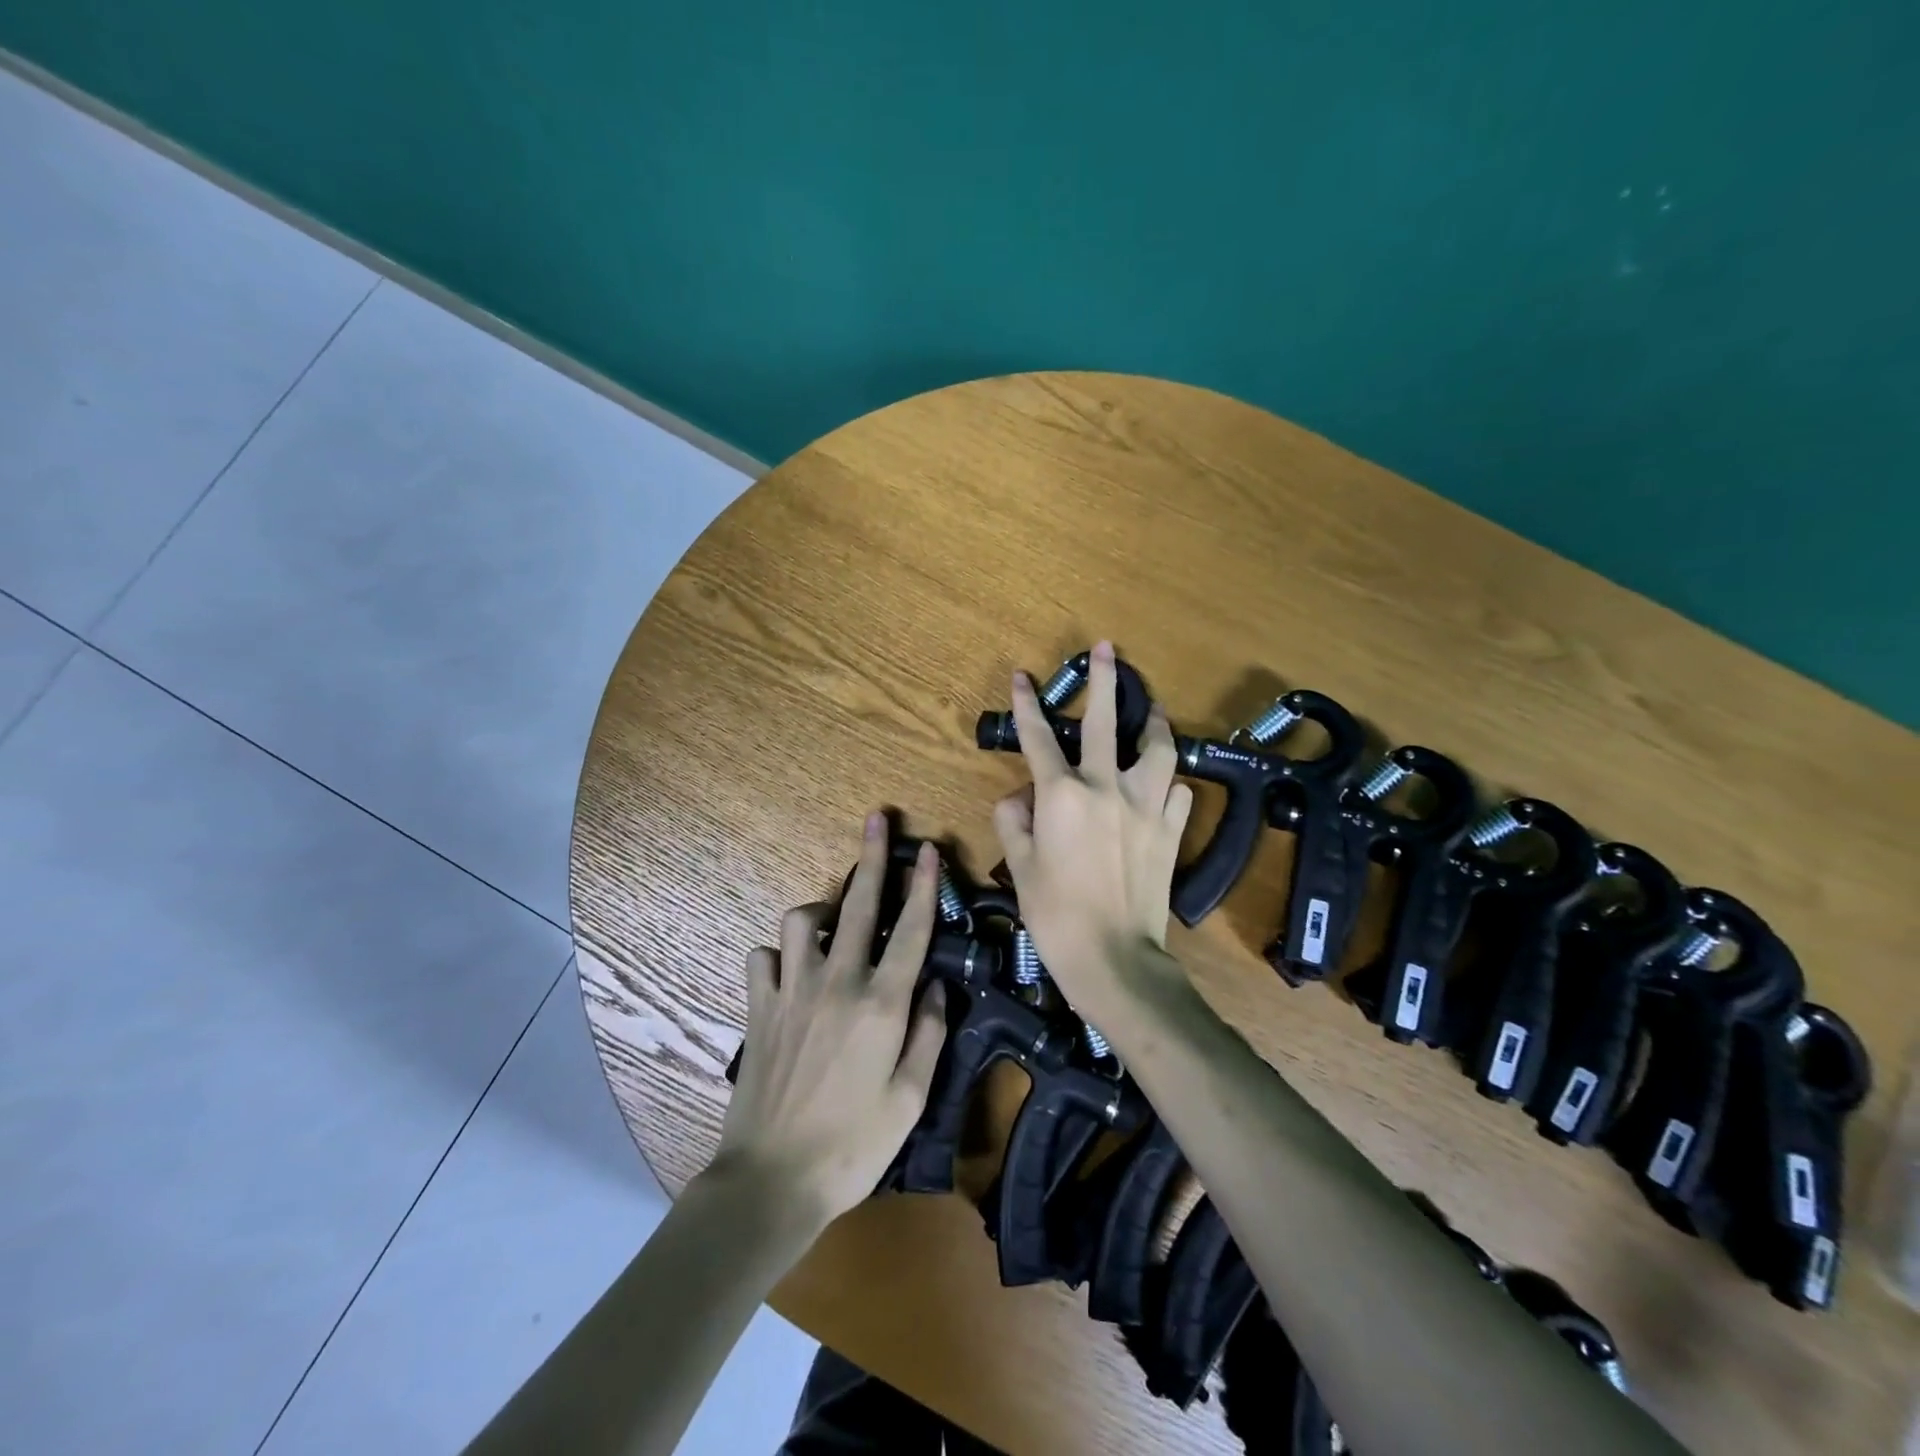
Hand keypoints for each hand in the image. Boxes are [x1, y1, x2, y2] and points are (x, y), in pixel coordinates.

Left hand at [711, 812, 948, 1226]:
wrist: (771, 1181)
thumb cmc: (853, 1146)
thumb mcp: (910, 1099)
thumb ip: (928, 1034)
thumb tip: (934, 986)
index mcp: (882, 1005)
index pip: (911, 930)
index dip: (923, 885)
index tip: (928, 849)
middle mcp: (837, 983)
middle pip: (859, 905)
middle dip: (872, 857)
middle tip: (877, 820)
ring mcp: (792, 991)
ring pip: (802, 921)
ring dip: (821, 912)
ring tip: (834, 922)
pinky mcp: (758, 1008)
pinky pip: (763, 958)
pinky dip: (778, 955)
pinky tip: (789, 970)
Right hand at [992, 641, 1194, 1030]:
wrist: (1114, 958)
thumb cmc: (1055, 915)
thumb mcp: (1019, 867)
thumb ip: (1014, 822)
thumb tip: (1019, 798)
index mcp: (1062, 795)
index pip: (1039, 738)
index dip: (1027, 704)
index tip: (1023, 676)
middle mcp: (1106, 788)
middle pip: (1106, 722)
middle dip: (1103, 680)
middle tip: (1107, 648)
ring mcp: (1145, 806)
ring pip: (1158, 748)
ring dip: (1155, 723)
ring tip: (1152, 710)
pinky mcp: (1171, 829)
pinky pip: (1176, 792)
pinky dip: (1168, 782)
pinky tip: (1164, 782)